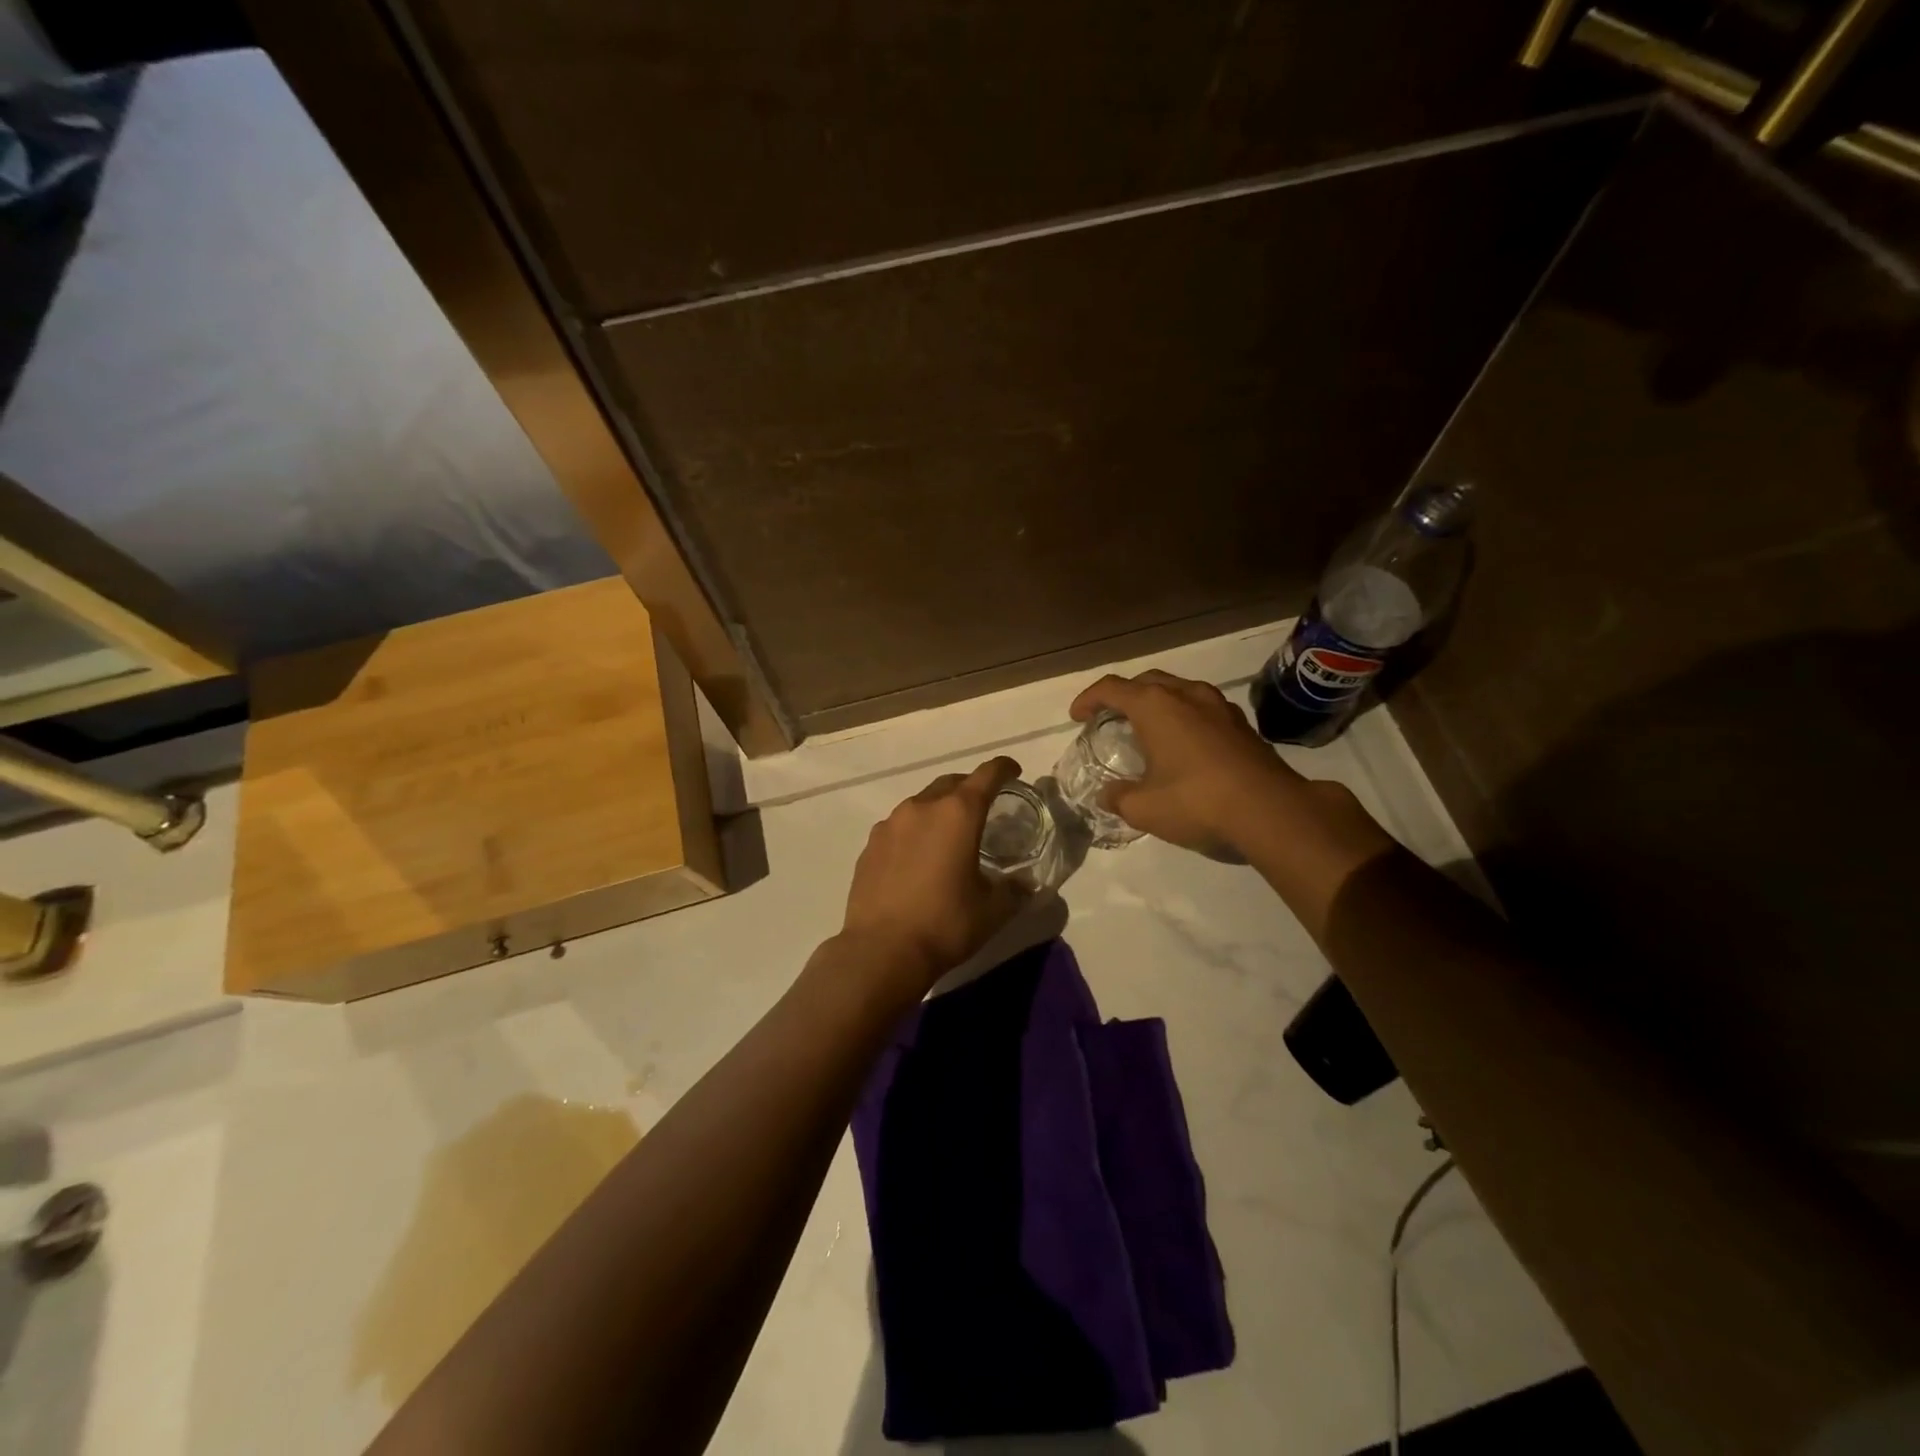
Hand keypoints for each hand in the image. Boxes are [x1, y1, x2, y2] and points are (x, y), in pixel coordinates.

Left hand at [839, 757, 1027, 988]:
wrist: (881, 951)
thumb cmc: (945, 925)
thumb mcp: (992, 911)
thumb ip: (1013, 891)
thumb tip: (1024, 884)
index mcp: (958, 814)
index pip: (987, 775)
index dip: (1004, 769)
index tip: (1014, 771)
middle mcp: (921, 807)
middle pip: (951, 783)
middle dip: (970, 788)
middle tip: (984, 807)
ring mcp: (890, 824)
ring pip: (921, 803)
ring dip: (939, 810)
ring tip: (949, 835)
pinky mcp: (870, 845)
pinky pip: (899, 826)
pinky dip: (915, 831)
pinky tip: (918, 858)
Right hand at [1069, 671, 1304, 854]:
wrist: (1271, 811)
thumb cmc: (1196, 802)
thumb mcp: (1143, 808)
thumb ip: (1119, 797)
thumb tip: (1109, 795)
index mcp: (1155, 706)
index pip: (1111, 688)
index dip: (1088, 699)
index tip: (1077, 717)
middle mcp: (1186, 694)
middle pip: (1146, 681)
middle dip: (1125, 695)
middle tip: (1112, 718)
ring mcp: (1219, 706)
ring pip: (1179, 690)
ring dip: (1159, 703)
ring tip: (1149, 729)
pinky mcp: (1242, 724)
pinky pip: (1202, 709)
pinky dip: (1185, 718)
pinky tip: (1186, 746)